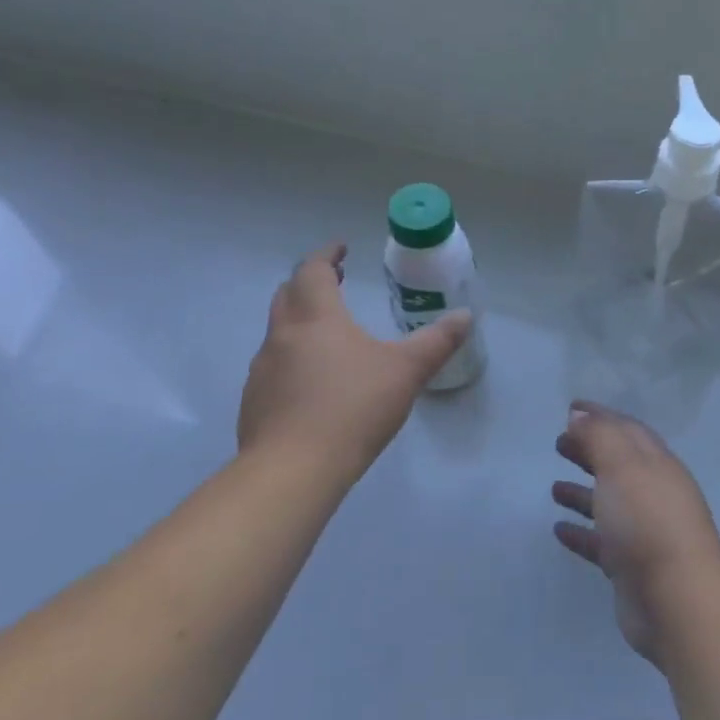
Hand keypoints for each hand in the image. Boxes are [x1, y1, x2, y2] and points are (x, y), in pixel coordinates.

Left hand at [238, 243, 470, 478]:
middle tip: (333, 282)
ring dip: (299, 320)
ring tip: (326, 333)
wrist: (292, 470)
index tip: (341, 249)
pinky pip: (272, 366)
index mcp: (316, 317)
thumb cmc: (353, 408)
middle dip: (310, 282)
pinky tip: (310, 383)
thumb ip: (437, 342)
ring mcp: (262, 369)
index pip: (312, 270)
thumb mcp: (406, 372)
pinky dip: (290, 358)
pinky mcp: (254, 402)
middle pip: (288, 294)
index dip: (326, 255)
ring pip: (278, 331)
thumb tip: (466, 316)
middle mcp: (283, 335)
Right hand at [551, 402, 719, 663]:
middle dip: (590, 451)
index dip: (600, 416)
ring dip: (582, 493)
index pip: (626, 429)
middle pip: (618, 464)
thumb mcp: (622, 465)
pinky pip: (601, 542)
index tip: (570, 408)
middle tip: (558, 444)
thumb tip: (579, 415)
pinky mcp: (631, 566)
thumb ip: (599, 436)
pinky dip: (581, 532)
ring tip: (553, 488)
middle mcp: (654, 493)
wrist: (677, 601)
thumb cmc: (648, 521)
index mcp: (656, 464)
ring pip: (609, 503)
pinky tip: (558, 530)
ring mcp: (644, 531)